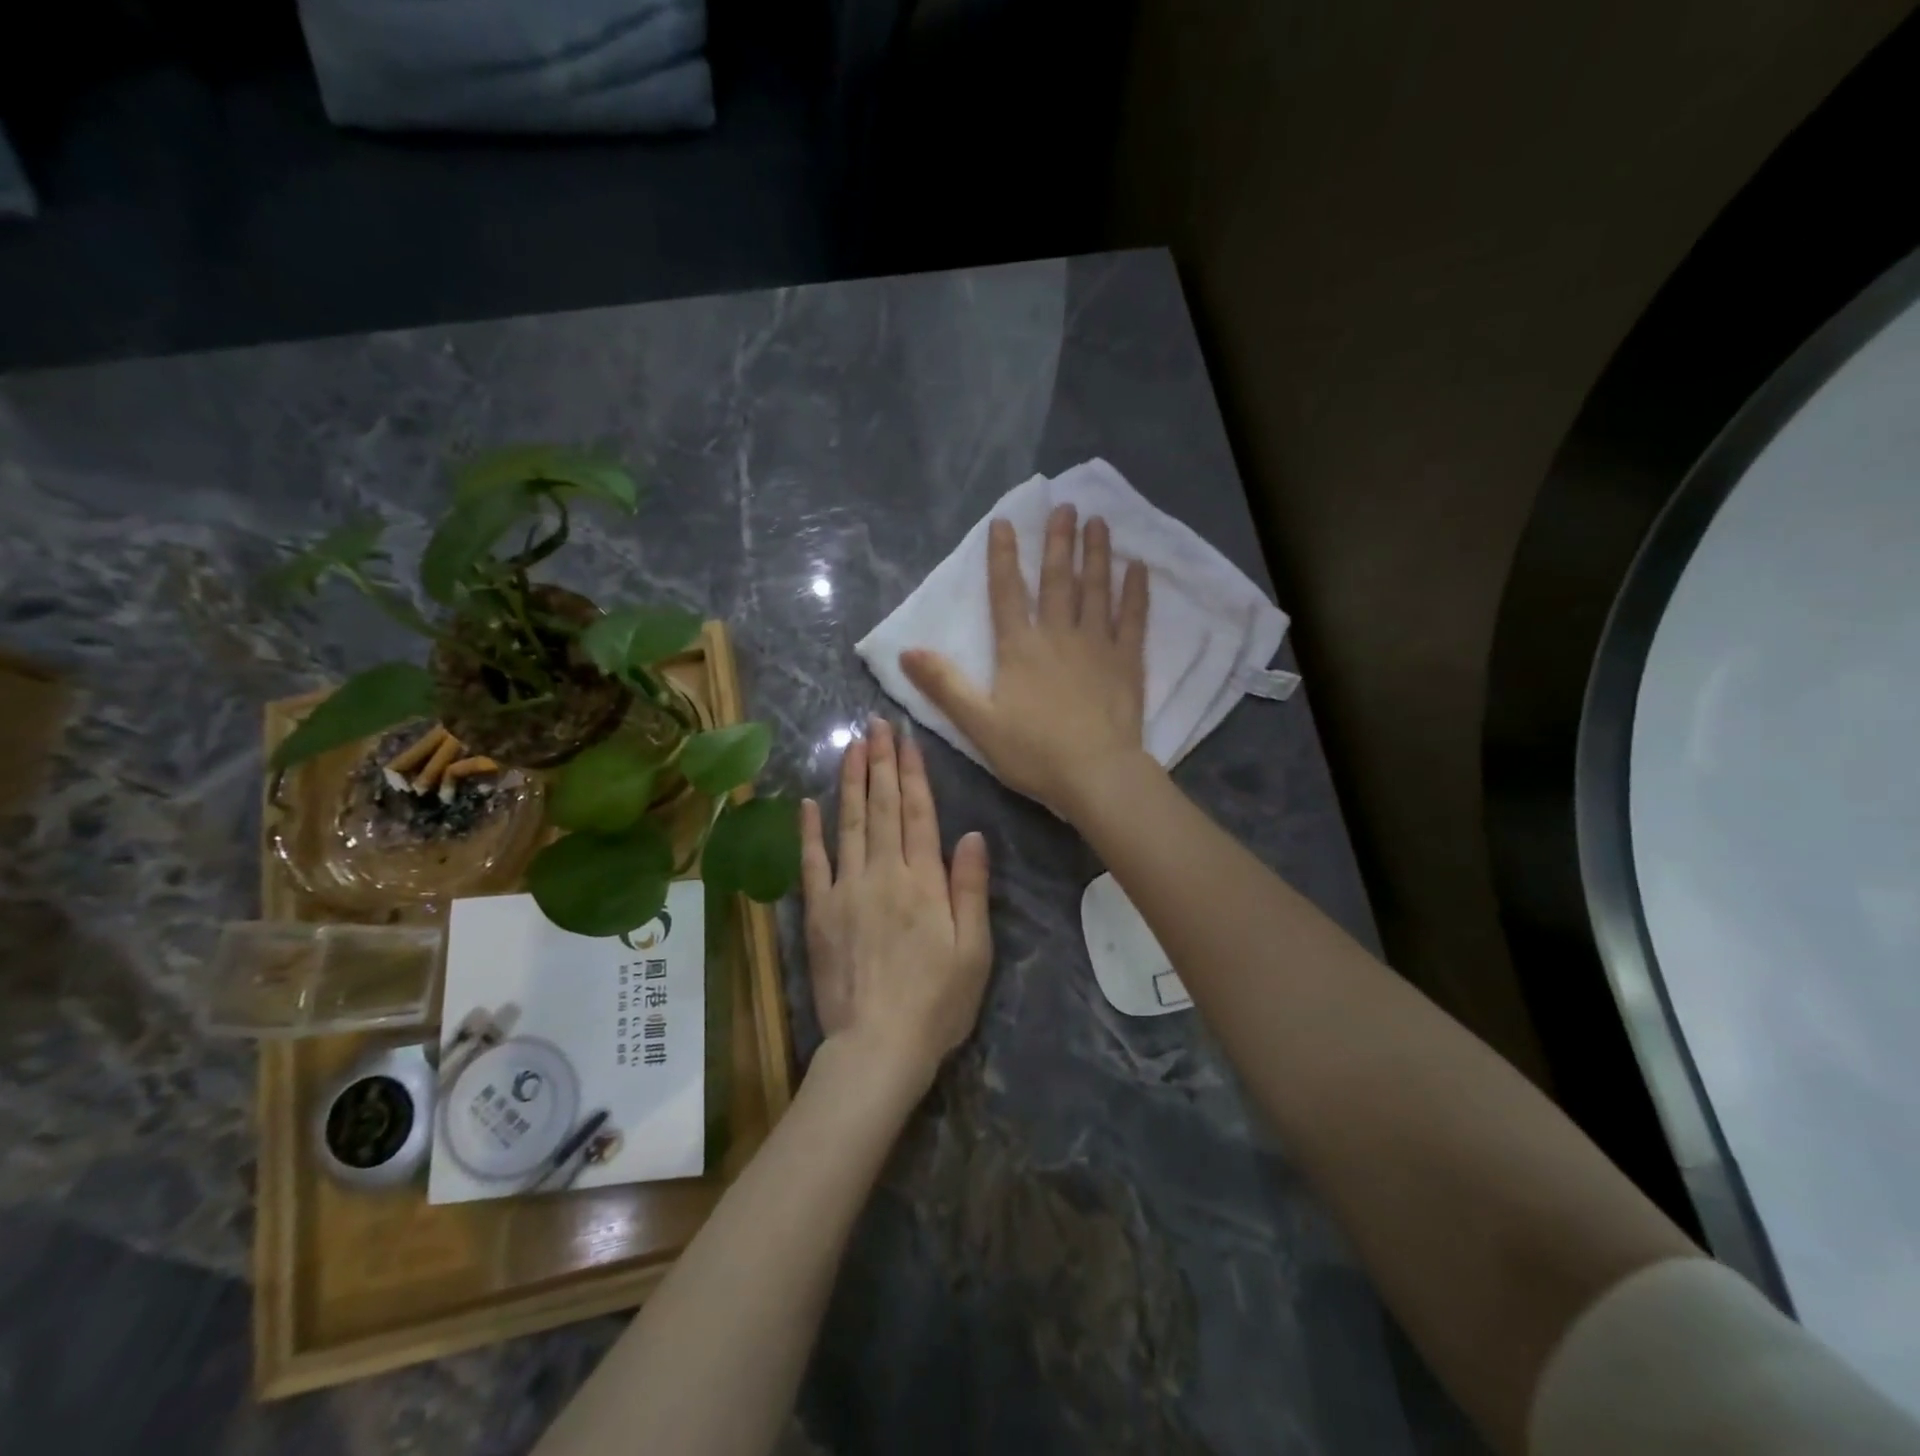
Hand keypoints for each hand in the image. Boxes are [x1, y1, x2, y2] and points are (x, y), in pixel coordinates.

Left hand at [800, 716, 992, 1093]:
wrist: (877, 1047)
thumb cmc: (938, 1002)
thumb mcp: (975, 950)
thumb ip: (970, 888)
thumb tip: (970, 834)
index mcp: (923, 881)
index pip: (917, 813)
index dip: (912, 772)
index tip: (906, 738)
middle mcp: (883, 874)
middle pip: (881, 807)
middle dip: (880, 762)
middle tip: (875, 724)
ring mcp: (846, 890)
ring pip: (848, 824)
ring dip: (849, 782)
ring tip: (851, 746)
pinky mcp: (818, 913)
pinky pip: (811, 864)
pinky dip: (809, 832)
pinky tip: (808, 803)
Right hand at [901, 505, 1152, 819]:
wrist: (1095, 774)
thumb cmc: (1033, 752)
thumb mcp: (977, 722)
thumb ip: (944, 684)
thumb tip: (906, 651)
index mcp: (1020, 648)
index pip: (1007, 593)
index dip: (1002, 557)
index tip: (1004, 522)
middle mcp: (1058, 635)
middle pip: (1057, 580)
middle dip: (1057, 541)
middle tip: (1064, 505)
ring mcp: (1097, 645)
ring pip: (1096, 589)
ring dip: (1096, 553)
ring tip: (1098, 521)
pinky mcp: (1127, 661)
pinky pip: (1133, 618)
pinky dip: (1135, 591)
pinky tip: (1138, 567)